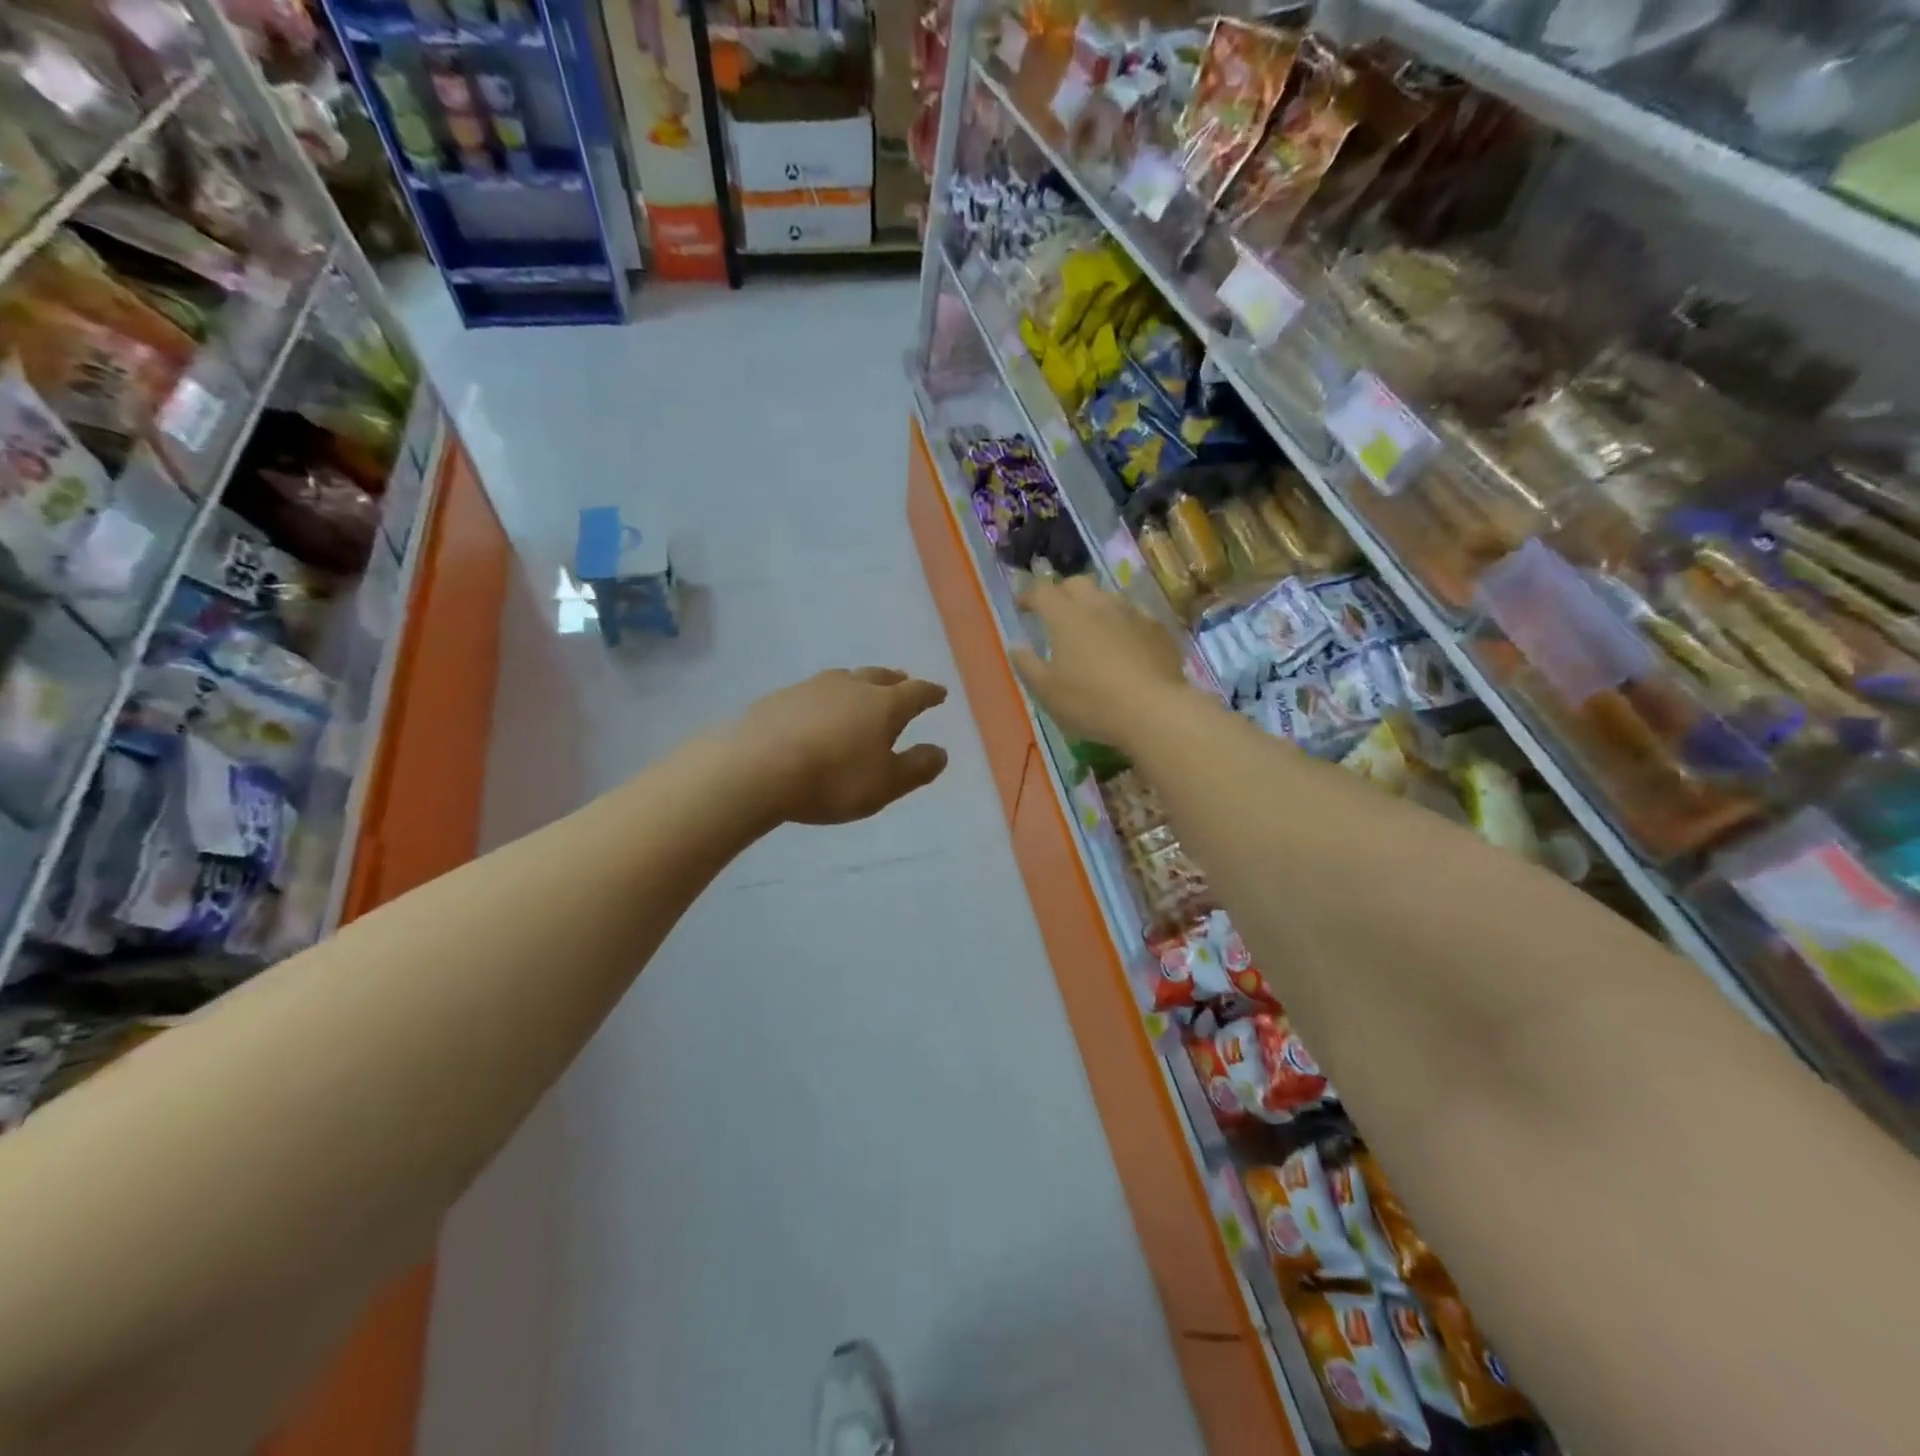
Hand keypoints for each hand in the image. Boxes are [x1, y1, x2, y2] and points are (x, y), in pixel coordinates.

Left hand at [732, 668, 949, 825]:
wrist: (757, 768)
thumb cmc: (832, 779)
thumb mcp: (884, 784)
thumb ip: (916, 768)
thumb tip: (941, 752)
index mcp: (884, 705)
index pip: (915, 693)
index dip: (930, 693)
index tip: (940, 693)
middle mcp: (851, 686)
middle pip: (879, 676)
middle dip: (895, 680)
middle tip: (903, 681)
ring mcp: (812, 687)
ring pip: (845, 678)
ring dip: (859, 682)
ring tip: (861, 689)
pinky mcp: (781, 697)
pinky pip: (813, 691)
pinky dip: (825, 697)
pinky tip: (817, 709)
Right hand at [1011, 577, 1191, 750]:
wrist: (1154, 711)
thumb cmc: (1091, 702)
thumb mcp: (1047, 692)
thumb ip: (1027, 666)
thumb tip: (1017, 648)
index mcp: (1066, 616)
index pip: (1042, 591)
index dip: (1028, 596)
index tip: (1023, 609)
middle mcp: (1099, 605)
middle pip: (1077, 583)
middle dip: (1063, 593)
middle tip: (1057, 614)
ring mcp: (1133, 614)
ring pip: (1109, 597)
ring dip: (1095, 607)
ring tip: (1092, 630)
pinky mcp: (1159, 630)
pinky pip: (1136, 616)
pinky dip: (1124, 624)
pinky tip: (1126, 644)